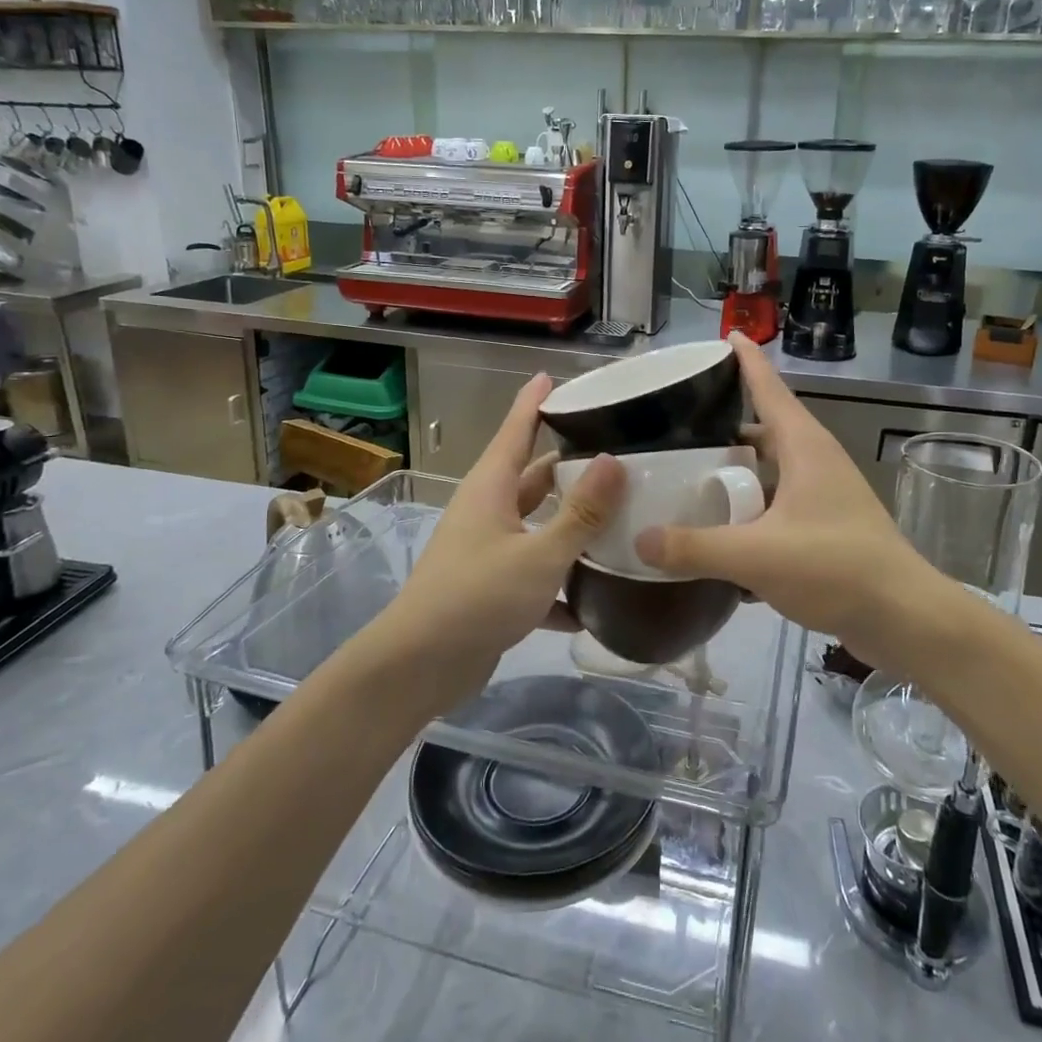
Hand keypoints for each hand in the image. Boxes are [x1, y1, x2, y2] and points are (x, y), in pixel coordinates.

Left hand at [373, 373, 625, 701]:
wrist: (420, 666)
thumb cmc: (478, 597)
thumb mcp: (539, 554)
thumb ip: (580, 513)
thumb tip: (614, 459)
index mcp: (492, 487)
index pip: (516, 429)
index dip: (535, 401)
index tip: (555, 375)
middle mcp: (488, 511)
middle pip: (533, 477)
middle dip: (570, 465)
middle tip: (618, 453)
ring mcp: (488, 550)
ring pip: (537, 525)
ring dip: (571, 524)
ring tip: (621, 517)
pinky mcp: (492, 589)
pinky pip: (535, 573)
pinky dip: (561, 582)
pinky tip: (597, 599)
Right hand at [634, 335, 935, 662]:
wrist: (904, 618)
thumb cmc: (836, 567)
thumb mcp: (756, 556)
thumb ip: (694, 547)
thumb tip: (639, 539)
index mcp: (803, 446)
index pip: (768, 387)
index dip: (745, 360)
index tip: (724, 335)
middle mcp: (815, 461)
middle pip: (762, 431)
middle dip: (722, 430)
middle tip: (674, 432)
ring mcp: (824, 495)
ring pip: (769, 472)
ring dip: (734, 476)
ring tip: (688, 483)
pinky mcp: (826, 527)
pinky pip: (777, 507)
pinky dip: (749, 513)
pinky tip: (719, 536)